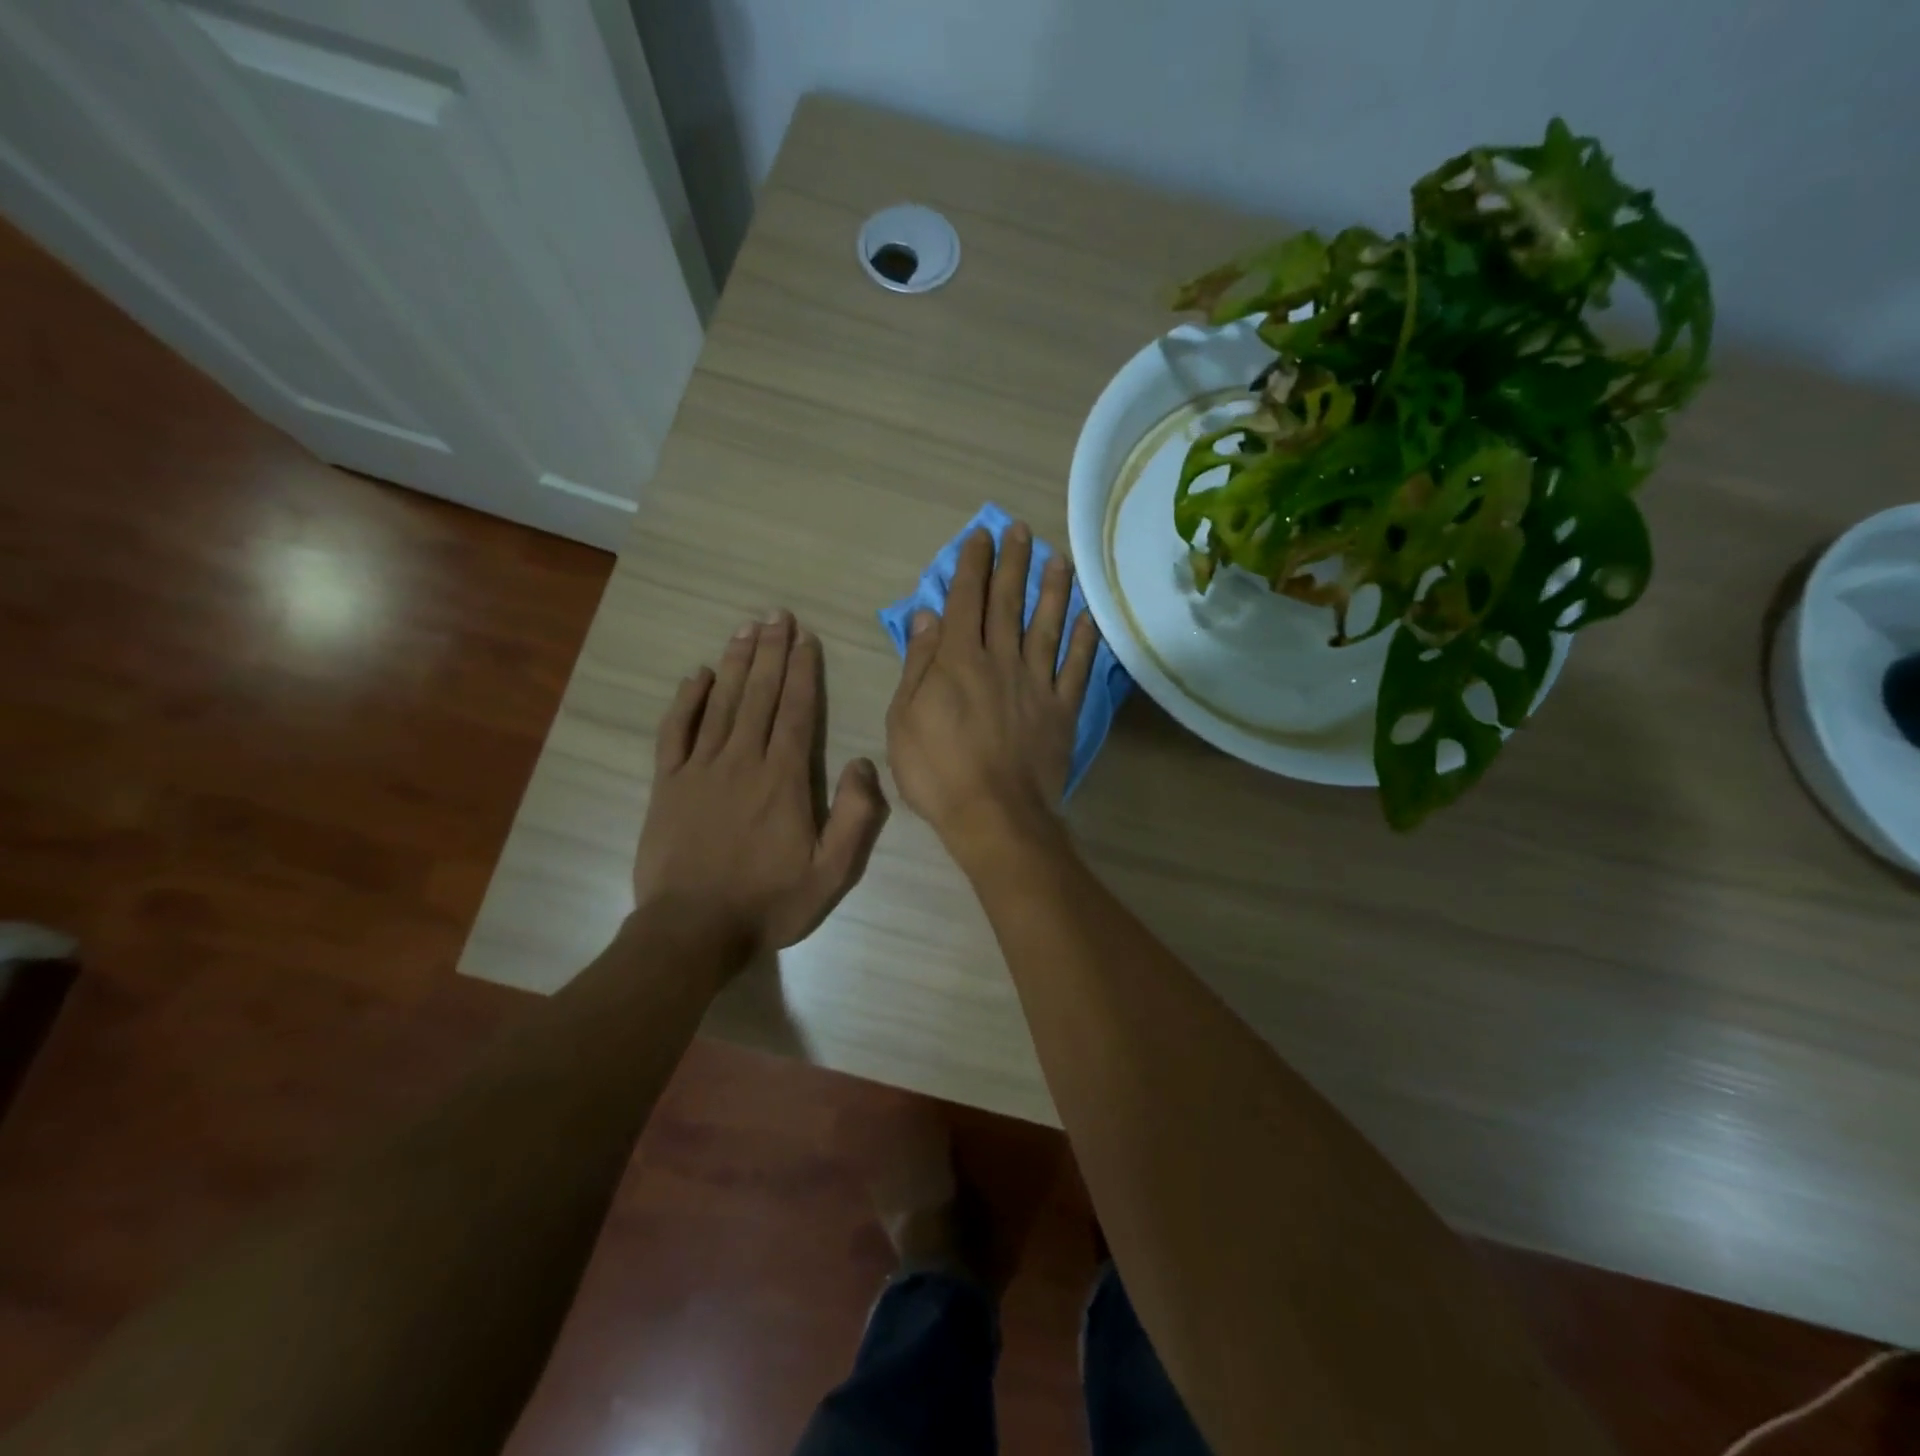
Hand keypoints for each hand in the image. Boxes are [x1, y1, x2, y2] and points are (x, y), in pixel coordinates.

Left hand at [635, 614, 888, 954]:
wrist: (692, 931)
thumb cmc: (768, 903)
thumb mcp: (832, 873)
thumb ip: (855, 817)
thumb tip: (863, 763)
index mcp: (783, 779)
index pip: (796, 711)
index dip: (802, 671)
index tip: (806, 638)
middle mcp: (742, 761)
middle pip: (759, 695)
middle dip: (771, 652)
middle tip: (777, 615)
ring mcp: (699, 769)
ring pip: (720, 703)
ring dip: (735, 663)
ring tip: (746, 629)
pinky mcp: (667, 784)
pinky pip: (675, 731)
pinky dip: (686, 700)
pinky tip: (696, 675)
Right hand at [885, 524, 1098, 861]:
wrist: (994, 815)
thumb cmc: (937, 771)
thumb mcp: (904, 719)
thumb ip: (918, 664)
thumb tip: (927, 616)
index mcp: (958, 660)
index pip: (965, 600)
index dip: (971, 565)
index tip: (980, 536)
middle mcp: (1000, 660)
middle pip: (1006, 603)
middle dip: (1011, 563)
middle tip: (1020, 530)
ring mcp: (1036, 683)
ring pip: (1046, 626)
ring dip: (1052, 590)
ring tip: (1058, 558)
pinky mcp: (1062, 709)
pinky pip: (1076, 668)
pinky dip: (1084, 641)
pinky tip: (1089, 617)